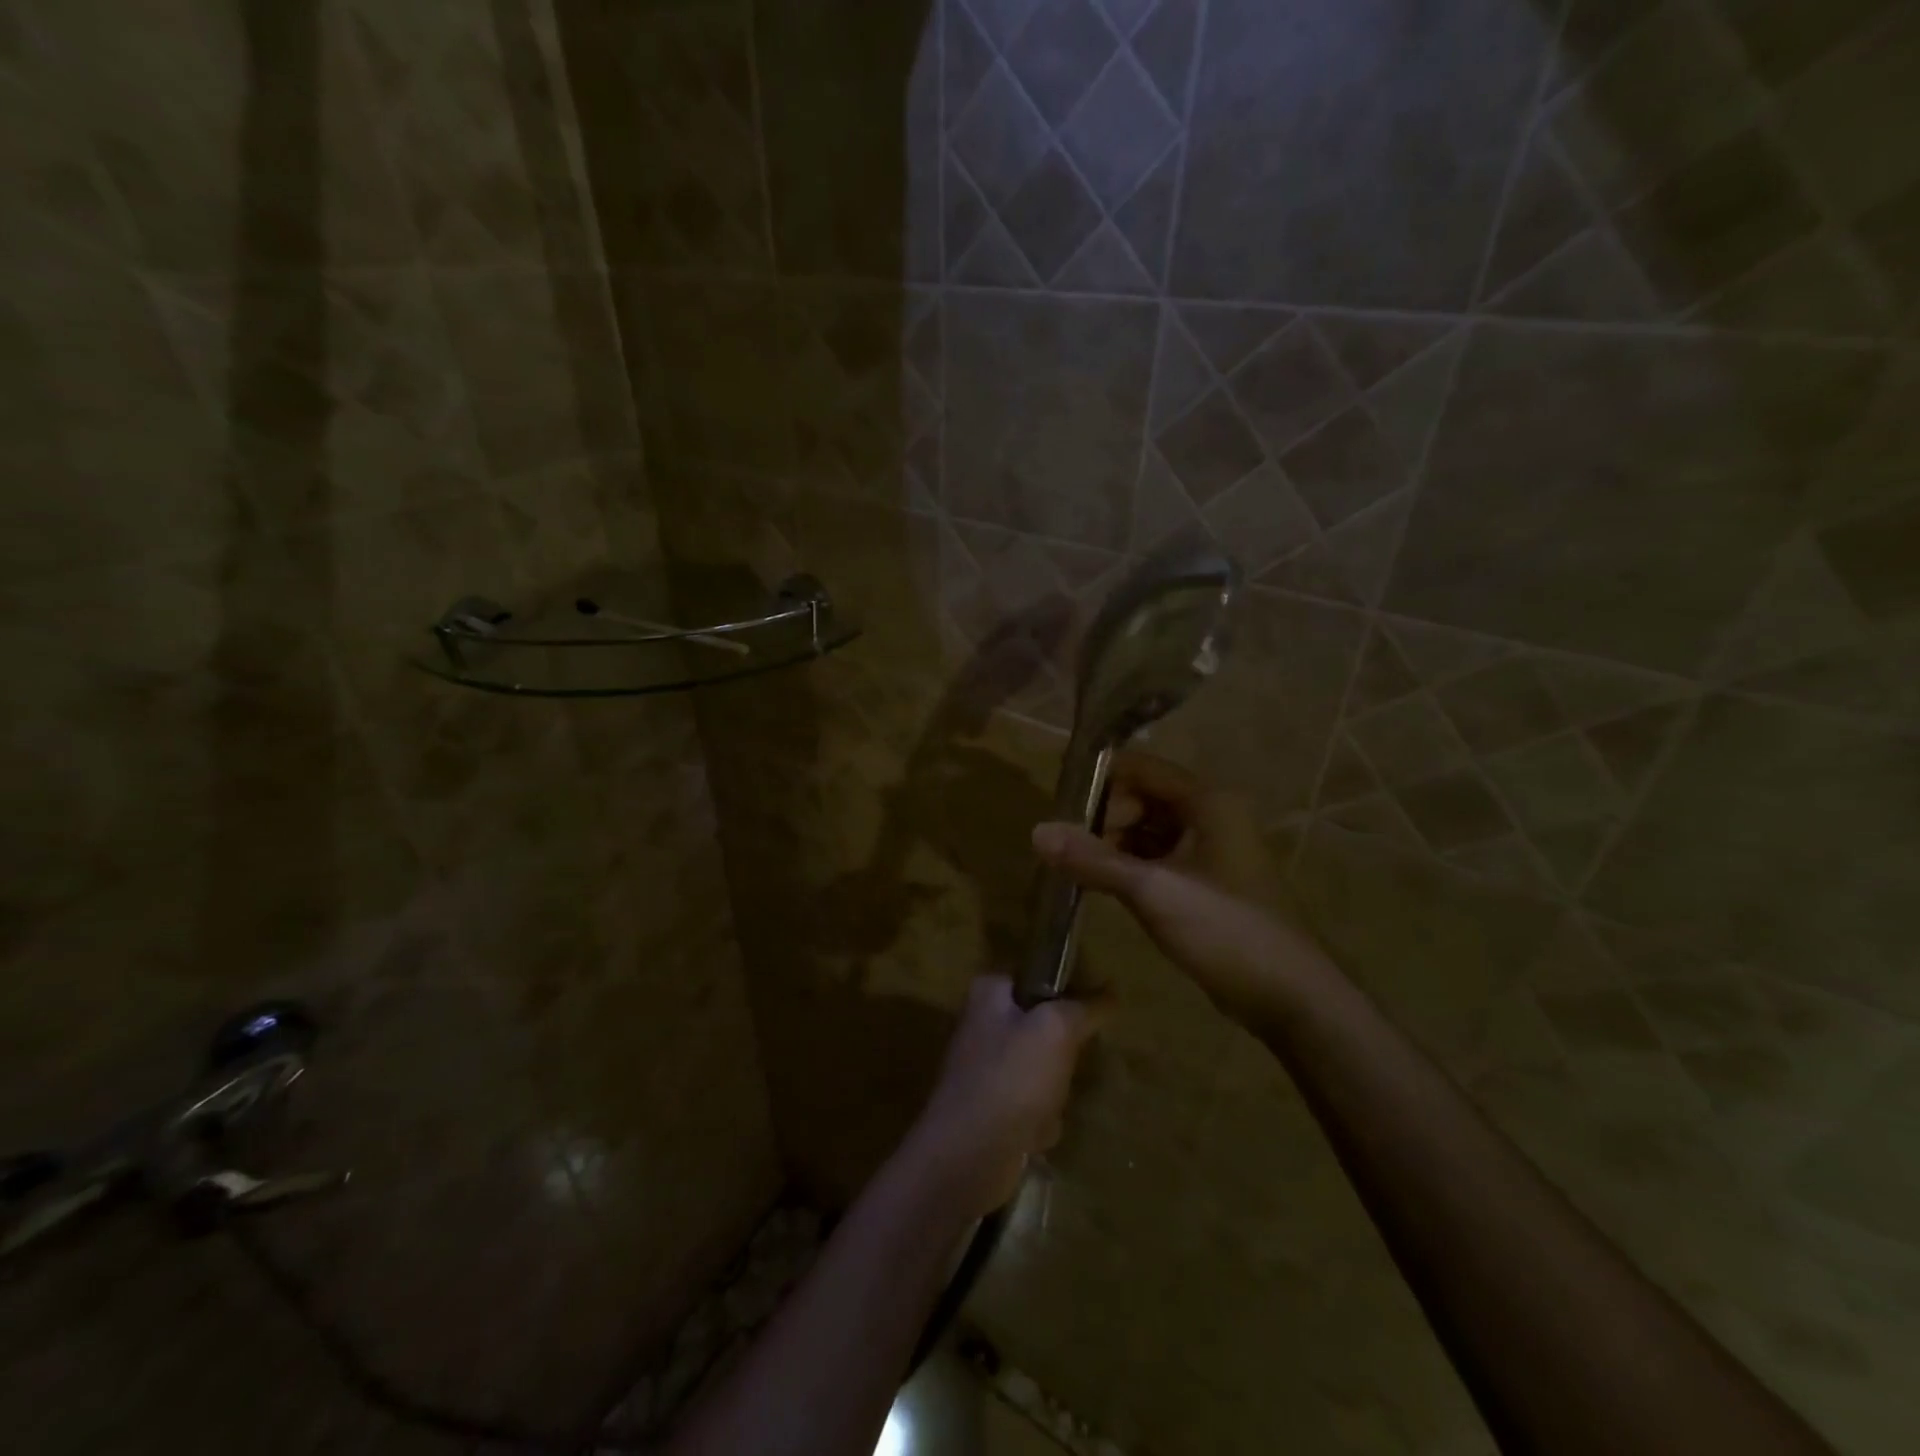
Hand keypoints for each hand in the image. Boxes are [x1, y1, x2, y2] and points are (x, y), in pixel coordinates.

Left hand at [908, 976, 1099, 1216]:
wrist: (969, 1154)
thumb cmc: (1012, 1078)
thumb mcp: (1057, 1030)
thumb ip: (1084, 1007)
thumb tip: (1111, 992)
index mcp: (988, 992)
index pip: (1037, 977)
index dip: (1065, 995)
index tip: (1087, 1015)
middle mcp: (981, 1023)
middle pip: (1042, 1026)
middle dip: (1061, 1054)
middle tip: (1067, 1065)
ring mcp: (983, 1066)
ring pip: (1041, 1068)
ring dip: (1054, 1091)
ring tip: (1050, 1104)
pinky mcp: (988, 1105)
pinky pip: (1030, 1104)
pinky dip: (1039, 1119)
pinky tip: (1036, 1132)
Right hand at [1031, 752, 1328, 1026]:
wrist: (1289, 998)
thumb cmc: (1226, 930)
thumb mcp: (1153, 891)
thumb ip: (1093, 860)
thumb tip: (1036, 832)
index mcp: (1207, 802)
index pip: (1140, 768)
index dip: (1098, 779)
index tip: (1057, 801)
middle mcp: (1210, 815)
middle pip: (1141, 798)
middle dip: (1101, 818)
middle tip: (1064, 847)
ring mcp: (1209, 850)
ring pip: (1147, 831)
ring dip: (1111, 844)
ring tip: (1073, 867)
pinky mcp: (1205, 881)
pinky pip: (1157, 859)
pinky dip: (1128, 867)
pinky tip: (1098, 885)